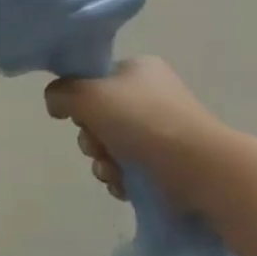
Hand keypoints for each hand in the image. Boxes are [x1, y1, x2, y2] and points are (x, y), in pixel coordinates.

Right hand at [43, 56, 216, 202]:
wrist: (200, 169)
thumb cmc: (144, 122)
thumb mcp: (89, 95)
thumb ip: (62, 93)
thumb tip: (55, 102)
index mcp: (138, 70)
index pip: (95, 80)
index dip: (80, 101)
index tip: (80, 117)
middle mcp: (152, 96)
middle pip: (99, 117)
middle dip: (91, 139)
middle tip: (98, 148)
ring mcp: (163, 131)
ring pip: (111, 147)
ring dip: (103, 163)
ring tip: (114, 173)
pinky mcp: (170, 163)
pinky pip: (130, 169)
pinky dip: (122, 179)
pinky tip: (126, 185)